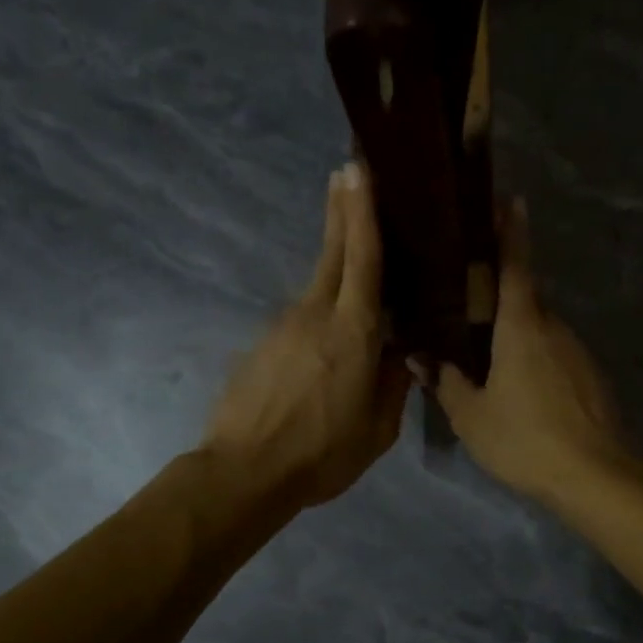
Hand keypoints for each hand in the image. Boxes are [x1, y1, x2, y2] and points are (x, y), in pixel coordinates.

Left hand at [202, 162, 410, 508]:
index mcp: (353, 332)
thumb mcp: (377, 429)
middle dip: (342, 210)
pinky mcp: (262, 346)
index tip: (358, 170)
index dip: (362, 213)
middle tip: (347, 171)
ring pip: (317, 285)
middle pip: (332, 252)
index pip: (362, 260)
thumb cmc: (321, 454)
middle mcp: (315, 316)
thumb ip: (392, 385)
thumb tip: (398, 355)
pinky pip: (300, 319)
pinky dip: (318, 311)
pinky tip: (326, 338)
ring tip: (354, 256)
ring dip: (335, 263)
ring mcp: (283, 328)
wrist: (244, 472)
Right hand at [431, 197, 625, 501]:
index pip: (515, 265)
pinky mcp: (590, 377)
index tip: (508, 199)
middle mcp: (554, 328)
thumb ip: (446, 382)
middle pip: (524, 300)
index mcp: (522, 325)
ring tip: (485, 358)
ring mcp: (577, 352)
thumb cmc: (524, 438)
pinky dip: (535, 360)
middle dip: (498, 299)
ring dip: (515, 336)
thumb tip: (420, 357)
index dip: (510, 231)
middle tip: (465, 306)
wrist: (593, 476)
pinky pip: (554, 355)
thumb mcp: (471, 415)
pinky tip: (519, 390)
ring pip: (539, 331)